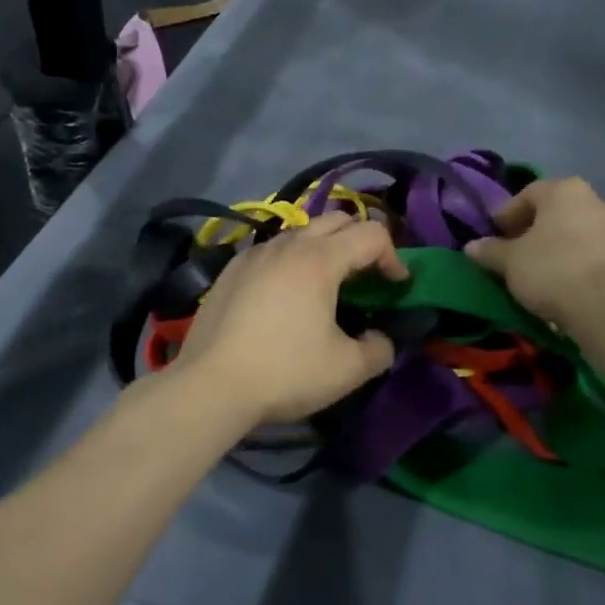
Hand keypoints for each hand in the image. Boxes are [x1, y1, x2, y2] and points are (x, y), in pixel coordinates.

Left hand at [174, 213, 408, 426]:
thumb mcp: (347, 370)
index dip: (394, 257)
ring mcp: (255, 253)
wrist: (209, 385)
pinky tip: (284, 297)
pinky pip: (272, 249)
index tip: (395, 288)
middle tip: (365, 278)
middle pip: (337, 219)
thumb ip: (379, 349)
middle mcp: (288, 244)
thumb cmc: (285, 372)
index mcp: (320, 259)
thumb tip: (380, 339)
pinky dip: (291, 260)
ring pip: (301, 232)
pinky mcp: (231, 269)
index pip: (372, 234)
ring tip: (325, 286)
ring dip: (324, 248)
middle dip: (360, 241)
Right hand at [464, 177, 604, 334]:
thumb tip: (471, 246)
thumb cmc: (552, 270)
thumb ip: (490, 250)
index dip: (506, 216)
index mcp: (563, 190)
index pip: (526, 195)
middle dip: (529, 232)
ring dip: (550, 249)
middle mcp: (591, 200)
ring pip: (570, 234)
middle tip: (511, 255)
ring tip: (533, 274)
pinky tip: (558, 285)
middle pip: (551, 213)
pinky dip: (570, 263)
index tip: (493, 238)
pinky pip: (587, 253)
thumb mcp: (510, 261)